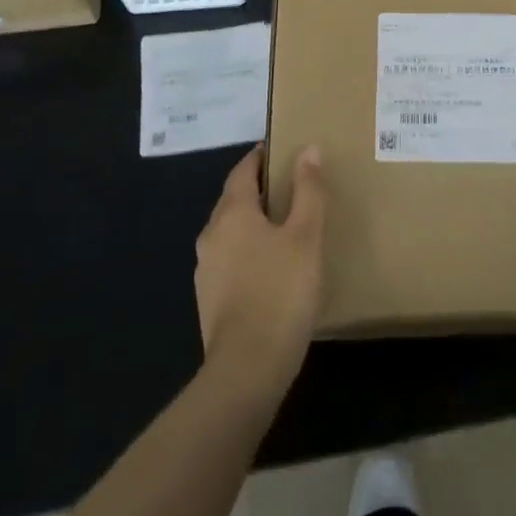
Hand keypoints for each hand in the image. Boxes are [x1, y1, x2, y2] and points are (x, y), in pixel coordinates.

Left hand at [194, 144, 325, 400]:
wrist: (248, 367)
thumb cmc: (281, 291)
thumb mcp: (305, 236)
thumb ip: (308, 191)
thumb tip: (308, 149)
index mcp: (231, 213)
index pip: (242, 171)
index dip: (260, 157)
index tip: (281, 151)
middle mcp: (211, 235)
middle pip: (234, 200)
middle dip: (258, 189)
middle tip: (291, 186)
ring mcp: (206, 270)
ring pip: (230, 231)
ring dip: (253, 222)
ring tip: (286, 225)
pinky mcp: (210, 300)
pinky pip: (230, 260)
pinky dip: (249, 251)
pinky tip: (272, 267)